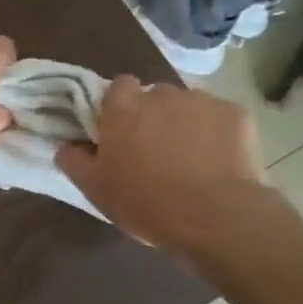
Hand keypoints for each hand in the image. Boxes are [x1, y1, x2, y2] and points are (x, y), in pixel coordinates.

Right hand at [57, 77, 264, 250]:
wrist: (215, 216)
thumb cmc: (145, 202)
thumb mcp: (95, 189)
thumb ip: (73, 160)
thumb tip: (66, 146)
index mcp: (123, 108)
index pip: (118, 86)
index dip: (119, 106)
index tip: (120, 131)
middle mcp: (161, 95)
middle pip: (154, 95)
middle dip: (153, 115)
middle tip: (154, 149)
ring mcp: (202, 101)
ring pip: (188, 105)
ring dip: (184, 122)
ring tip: (190, 158)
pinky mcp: (236, 114)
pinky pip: (219, 117)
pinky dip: (217, 133)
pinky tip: (218, 161)